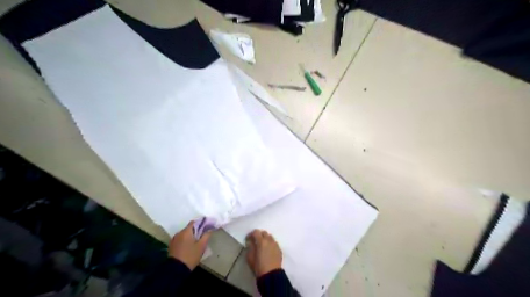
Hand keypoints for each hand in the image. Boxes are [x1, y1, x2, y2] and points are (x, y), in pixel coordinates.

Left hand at [169, 220, 212, 271]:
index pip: (194, 222)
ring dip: (189, 236)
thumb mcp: (201, 246)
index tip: (206, 227)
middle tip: (201, 236)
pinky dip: (184, 240)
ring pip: (184, 234)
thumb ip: (206, 235)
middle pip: (189, 228)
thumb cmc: (190, 256)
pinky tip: (188, 247)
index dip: (200, 223)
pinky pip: (180, 239)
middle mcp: (179, 233)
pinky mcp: (171, 245)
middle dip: (195, 231)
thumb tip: (210, 229)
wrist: (176, 270)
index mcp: (186, 231)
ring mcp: (174, 239)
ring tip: (195, 243)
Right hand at [247, 229, 283, 276]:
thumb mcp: (250, 258)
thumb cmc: (259, 267)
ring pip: (270, 237)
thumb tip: (250, 242)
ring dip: (265, 239)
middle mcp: (269, 240)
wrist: (271, 275)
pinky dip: (270, 244)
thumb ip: (250, 247)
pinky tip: (268, 250)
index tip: (248, 239)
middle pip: (264, 233)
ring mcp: (275, 244)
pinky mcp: (279, 249)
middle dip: (259, 235)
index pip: (256, 232)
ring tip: (262, 245)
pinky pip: (274, 243)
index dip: (250, 234)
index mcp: (261, 241)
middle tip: (255, 241)